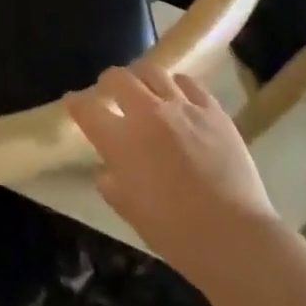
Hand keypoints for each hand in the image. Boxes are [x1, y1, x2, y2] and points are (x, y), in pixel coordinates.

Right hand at [65, 64, 277, 288]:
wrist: (232, 234)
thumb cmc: (174, 231)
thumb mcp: (129, 211)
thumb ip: (111, 183)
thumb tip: (106, 168)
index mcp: (121, 140)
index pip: (87, 110)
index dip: (76, 103)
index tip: (73, 102)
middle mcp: (147, 113)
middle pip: (118, 78)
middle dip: (108, 81)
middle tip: (109, 91)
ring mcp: (182, 106)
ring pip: (153, 71)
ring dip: (141, 77)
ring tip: (143, 87)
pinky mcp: (211, 109)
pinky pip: (188, 83)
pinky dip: (176, 85)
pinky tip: (178, 95)